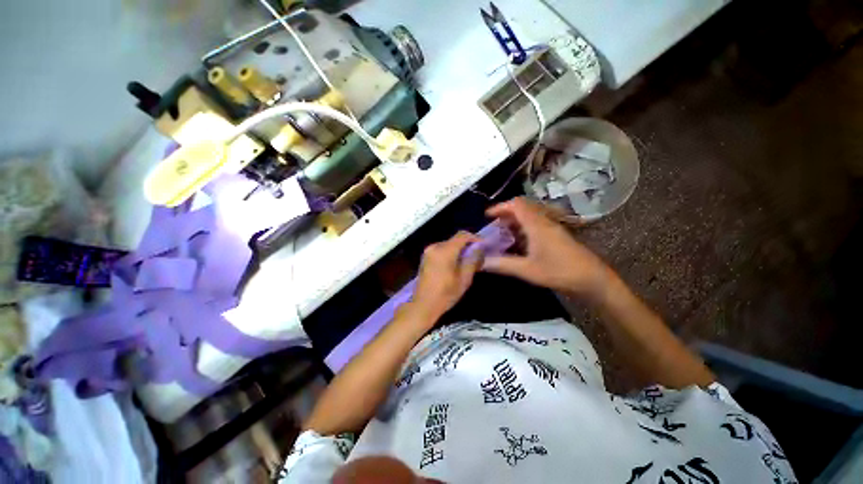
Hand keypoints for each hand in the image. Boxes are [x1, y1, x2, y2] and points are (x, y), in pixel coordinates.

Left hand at [409, 231, 482, 323]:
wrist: (423, 305)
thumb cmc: (446, 294)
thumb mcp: (464, 279)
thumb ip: (472, 260)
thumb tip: (479, 248)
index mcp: (445, 251)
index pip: (462, 235)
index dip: (474, 238)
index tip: (483, 245)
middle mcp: (435, 247)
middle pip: (454, 240)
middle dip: (466, 245)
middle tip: (476, 255)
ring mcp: (428, 252)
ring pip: (447, 245)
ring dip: (458, 249)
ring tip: (466, 260)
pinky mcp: (425, 257)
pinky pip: (441, 250)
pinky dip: (449, 253)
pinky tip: (454, 264)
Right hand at [483, 197, 614, 299]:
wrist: (592, 279)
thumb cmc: (559, 271)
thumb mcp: (527, 270)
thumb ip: (502, 264)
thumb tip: (481, 262)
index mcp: (537, 225)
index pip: (517, 205)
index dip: (500, 207)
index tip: (487, 216)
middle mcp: (544, 222)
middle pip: (522, 209)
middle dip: (505, 215)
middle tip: (493, 228)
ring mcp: (552, 228)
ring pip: (529, 217)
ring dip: (514, 223)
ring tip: (502, 236)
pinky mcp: (556, 236)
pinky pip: (535, 226)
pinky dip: (522, 230)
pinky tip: (518, 245)